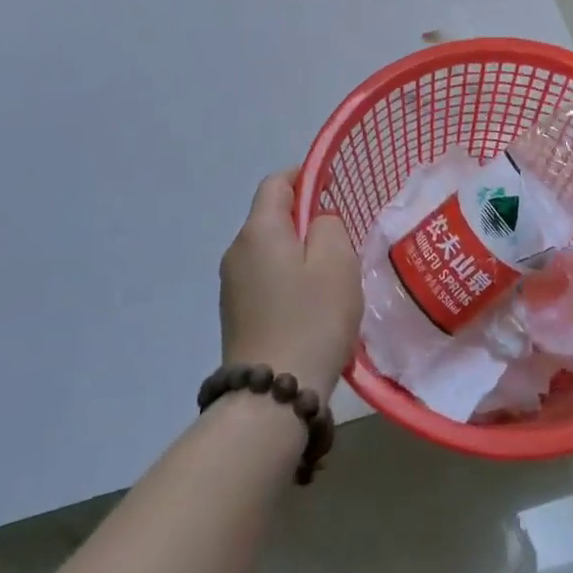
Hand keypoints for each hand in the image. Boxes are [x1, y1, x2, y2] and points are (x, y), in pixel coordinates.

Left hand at [219, 172, 362, 398]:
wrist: (272, 395)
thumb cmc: (312, 318)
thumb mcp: (337, 261)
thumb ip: (329, 226)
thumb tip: (317, 222)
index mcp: (259, 230)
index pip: (277, 182)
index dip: (305, 177)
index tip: (333, 188)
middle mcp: (237, 251)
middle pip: (271, 217)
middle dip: (305, 220)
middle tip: (341, 242)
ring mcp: (231, 285)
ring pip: (270, 250)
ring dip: (298, 254)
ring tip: (331, 279)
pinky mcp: (235, 314)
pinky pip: (265, 279)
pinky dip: (288, 280)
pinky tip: (311, 308)